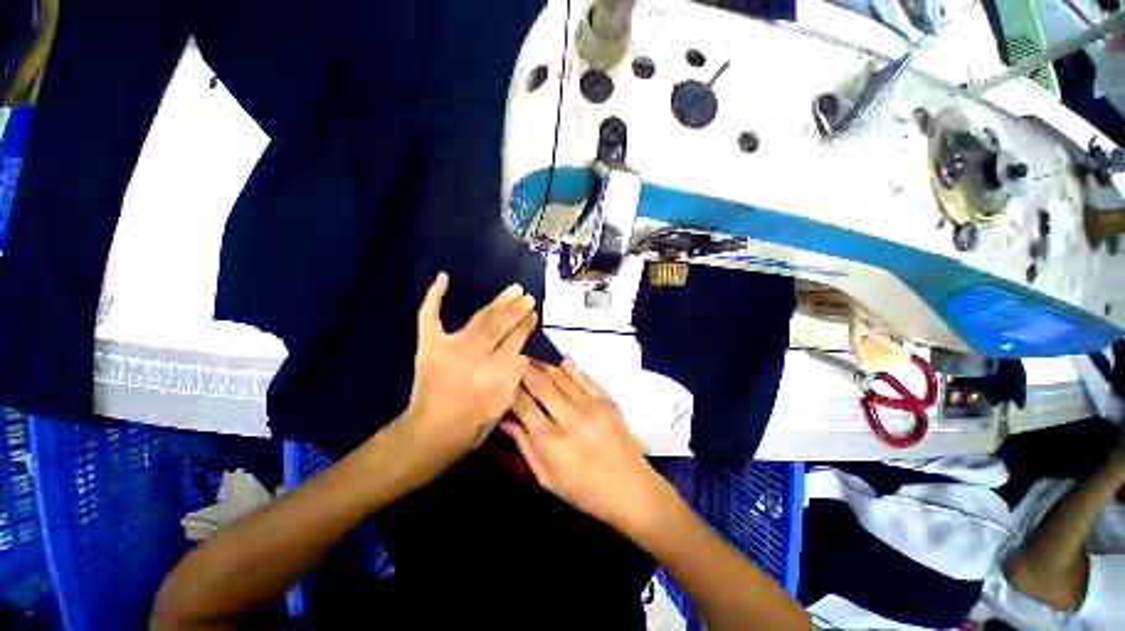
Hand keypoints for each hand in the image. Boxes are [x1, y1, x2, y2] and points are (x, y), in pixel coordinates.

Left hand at [400, 272, 537, 469]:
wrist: (431, 432)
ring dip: (498, 302)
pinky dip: (435, 296)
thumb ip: (515, 375)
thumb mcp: (503, 404)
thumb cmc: (472, 424)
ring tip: (513, 290)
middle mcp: (474, 356)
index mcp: (495, 374)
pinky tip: (443, 277)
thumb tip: (523, 351)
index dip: (526, 326)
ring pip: (480, 318)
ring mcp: (449, 348)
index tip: (534, 315)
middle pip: (501, 325)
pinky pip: (430, 315)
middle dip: (517, 309)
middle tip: (527, 297)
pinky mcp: (428, 345)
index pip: (516, 341)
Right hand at [502, 359, 673, 536]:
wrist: (632, 490)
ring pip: (562, 378)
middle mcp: (569, 418)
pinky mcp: (606, 402)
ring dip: (545, 366)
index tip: (503, 378)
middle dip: (526, 371)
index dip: (511, 389)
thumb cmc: (585, 492)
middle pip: (542, 386)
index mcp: (551, 442)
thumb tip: (506, 421)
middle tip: (515, 359)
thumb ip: (525, 447)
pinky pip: (585, 378)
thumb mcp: (548, 479)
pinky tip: (561, 358)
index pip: (524, 406)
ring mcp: (591, 406)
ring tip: (532, 357)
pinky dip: (572, 367)